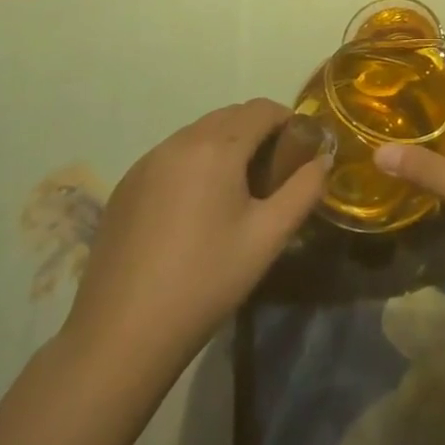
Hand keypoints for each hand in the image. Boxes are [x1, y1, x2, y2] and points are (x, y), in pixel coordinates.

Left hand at [62, 99, 327, 370]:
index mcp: (216, 146)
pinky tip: (195, 210)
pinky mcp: (125, 186)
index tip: (301, 151)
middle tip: (273, 174)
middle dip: (258, 132)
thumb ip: (304, 190)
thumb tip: (323, 159)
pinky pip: (171, 156)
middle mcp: (179, 141)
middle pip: (230, 116)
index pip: (262, 109)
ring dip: (225, 146)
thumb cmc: (205, 281)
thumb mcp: (268, 237)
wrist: (121, 336)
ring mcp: (146, 162)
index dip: (289, 121)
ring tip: (236, 192)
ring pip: (198, 134)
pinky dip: (194, 164)